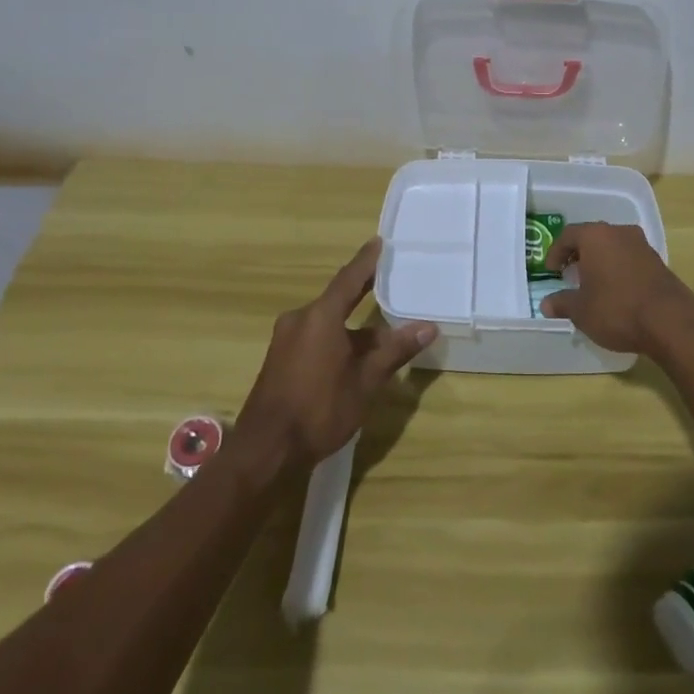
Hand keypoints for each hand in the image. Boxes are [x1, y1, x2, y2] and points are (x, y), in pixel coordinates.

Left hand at [235, 238, 436, 469]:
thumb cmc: (319, 409)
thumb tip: (428, 327)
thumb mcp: (365, 381)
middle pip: (338, 299)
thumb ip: (395, 351)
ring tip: (381, 333)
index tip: (380, 241)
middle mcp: (300, 319)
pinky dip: (337, 339)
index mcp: (320, 316)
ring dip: (353, 326)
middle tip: (388, 282)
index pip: (349, 278)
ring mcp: (286, 340)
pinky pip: (315, 336)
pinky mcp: (280, 360)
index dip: (367, 260)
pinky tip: (354, 356)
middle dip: (363, 294)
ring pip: (327, 322)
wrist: (264, 452)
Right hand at [539, 222, 693, 356]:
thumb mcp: (581, 311)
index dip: (555, 252)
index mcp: (595, 236)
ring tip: (592, 285)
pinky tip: (616, 291)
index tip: (551, 271)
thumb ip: (562, 303)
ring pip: (612, 246)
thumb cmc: (616, 308)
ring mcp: (641, 244)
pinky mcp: (657, 261)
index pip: (568, 235)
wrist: (669, 320)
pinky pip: (629, 258)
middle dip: (578, 255)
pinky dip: (618, 269)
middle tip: (569, 275)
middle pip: (592, 237)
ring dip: (600, 261)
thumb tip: (546, 304)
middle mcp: (619, 232)